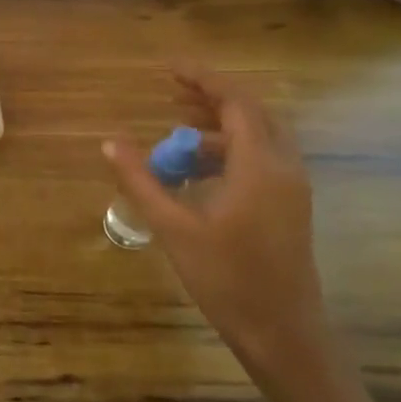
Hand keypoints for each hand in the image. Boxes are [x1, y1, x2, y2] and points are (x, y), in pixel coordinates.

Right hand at [103, 67, 336, 392]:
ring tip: (174, 131)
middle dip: (211, 98)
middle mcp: (284, 167)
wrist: (282, 333)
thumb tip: (109, 143)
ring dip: (218, 127)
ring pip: (258, 137)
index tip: (168, 68)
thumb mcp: (174, 228)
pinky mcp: (289, 206)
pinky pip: (260, 159)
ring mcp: (291, 188)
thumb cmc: (227, 279)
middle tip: (170, 92)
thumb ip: (141, 181)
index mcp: (260, 166)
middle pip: (251, 113)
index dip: (202, 79)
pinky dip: (228, 151)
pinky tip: (196, 170)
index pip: (235, 103)